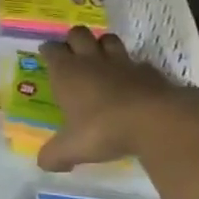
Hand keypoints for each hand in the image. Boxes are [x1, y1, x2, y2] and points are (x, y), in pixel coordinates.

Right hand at [36, 27, 198, 170]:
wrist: (155, 120)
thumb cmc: (103, 129)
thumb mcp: (72, 148)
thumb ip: (55, 155)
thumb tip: (43, 164)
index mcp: (67, 73)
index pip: (52, 50)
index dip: (49, 51)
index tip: (47, 54)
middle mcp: (91, 61)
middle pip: (78, 34)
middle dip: (74, 39)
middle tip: (73, 53)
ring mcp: (122, 63)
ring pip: (108, 40)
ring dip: (103, 45)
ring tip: (102, 59)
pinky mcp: (148, 71)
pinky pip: (137, 62)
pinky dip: (133, 68)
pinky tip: (133, 81)